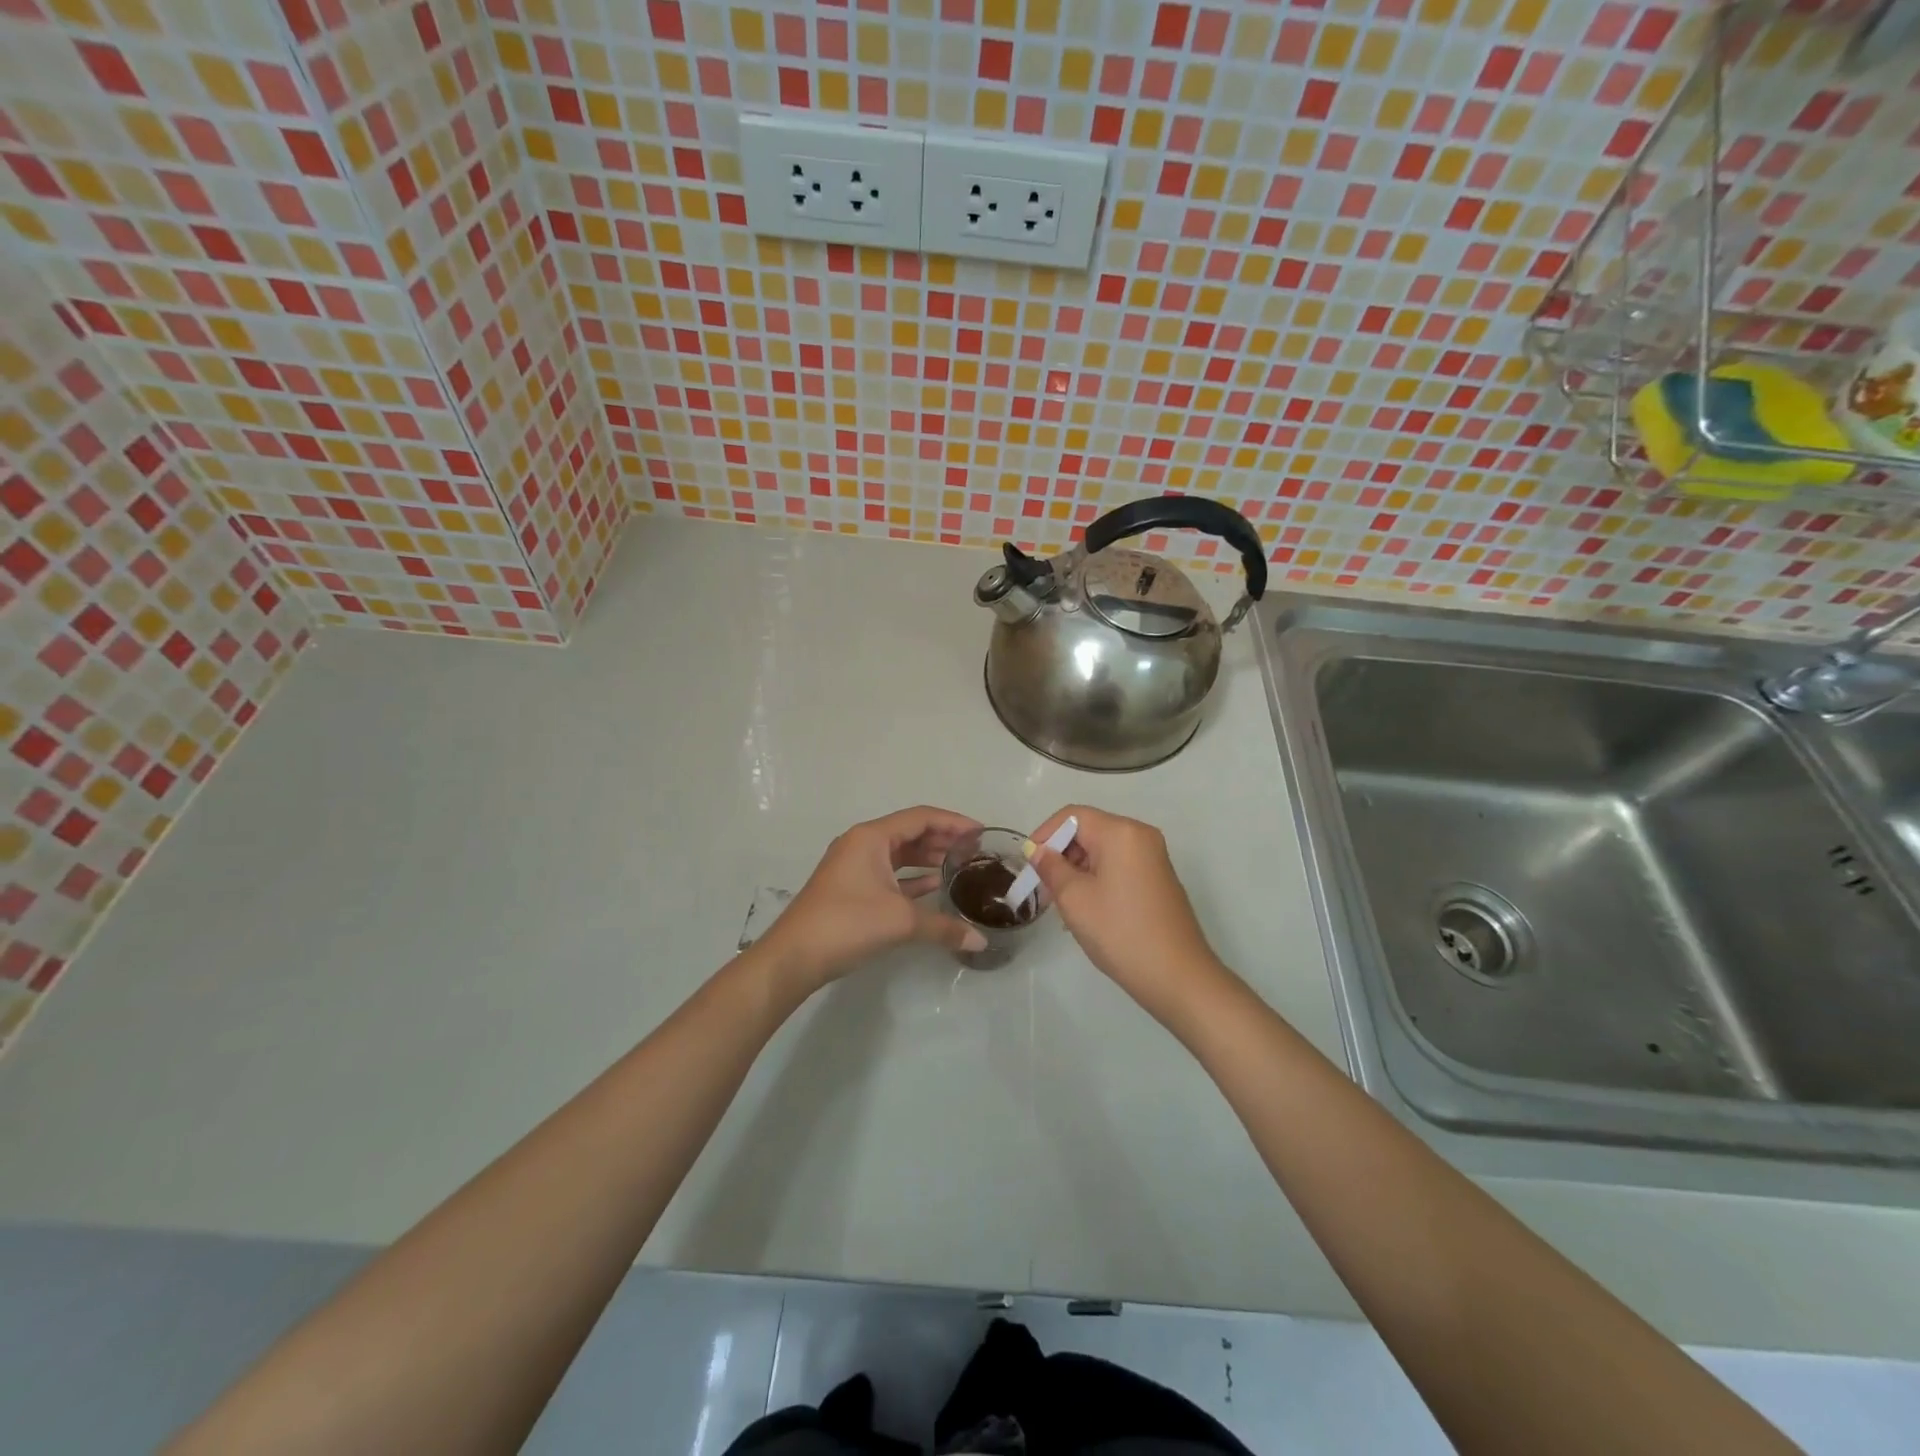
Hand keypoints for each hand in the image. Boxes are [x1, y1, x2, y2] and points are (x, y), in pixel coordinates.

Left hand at [761, 806, 987, 992]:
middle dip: (942, 838)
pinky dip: (912, 877)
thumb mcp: (901, 922)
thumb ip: (944, 927)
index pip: (920, 818)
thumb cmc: (847, 924)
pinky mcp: (851, 889)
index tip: (981, 832)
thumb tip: (980, 943)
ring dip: (927, 857)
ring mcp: (854, 867)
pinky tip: (934, 886)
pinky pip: (889, 873)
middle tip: (974, 849)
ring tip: (959, 865)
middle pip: (909, 832)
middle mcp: (862, 844)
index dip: (953, 822)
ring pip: (898, 853)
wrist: (794, 957)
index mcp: (871, 837)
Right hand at [1028, 805, 1225, 1020]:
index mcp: (1121, 832)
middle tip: (1042, 888)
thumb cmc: (1120, 932)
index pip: (1072, 816)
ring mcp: (1153, 858)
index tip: (1028, 865)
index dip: (1045, 834)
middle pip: (1089, 831)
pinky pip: (1119, 866)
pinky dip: (1097, 879)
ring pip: (1102, 851)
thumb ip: (1051, 867)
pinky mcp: (1158, 879)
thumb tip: (1038, 850)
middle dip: (1061, 855)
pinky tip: (1087, 910)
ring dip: (1077, 870)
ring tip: (1062, 904)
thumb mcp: (1074, 898)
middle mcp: (1140, 836)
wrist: (1177, 977)